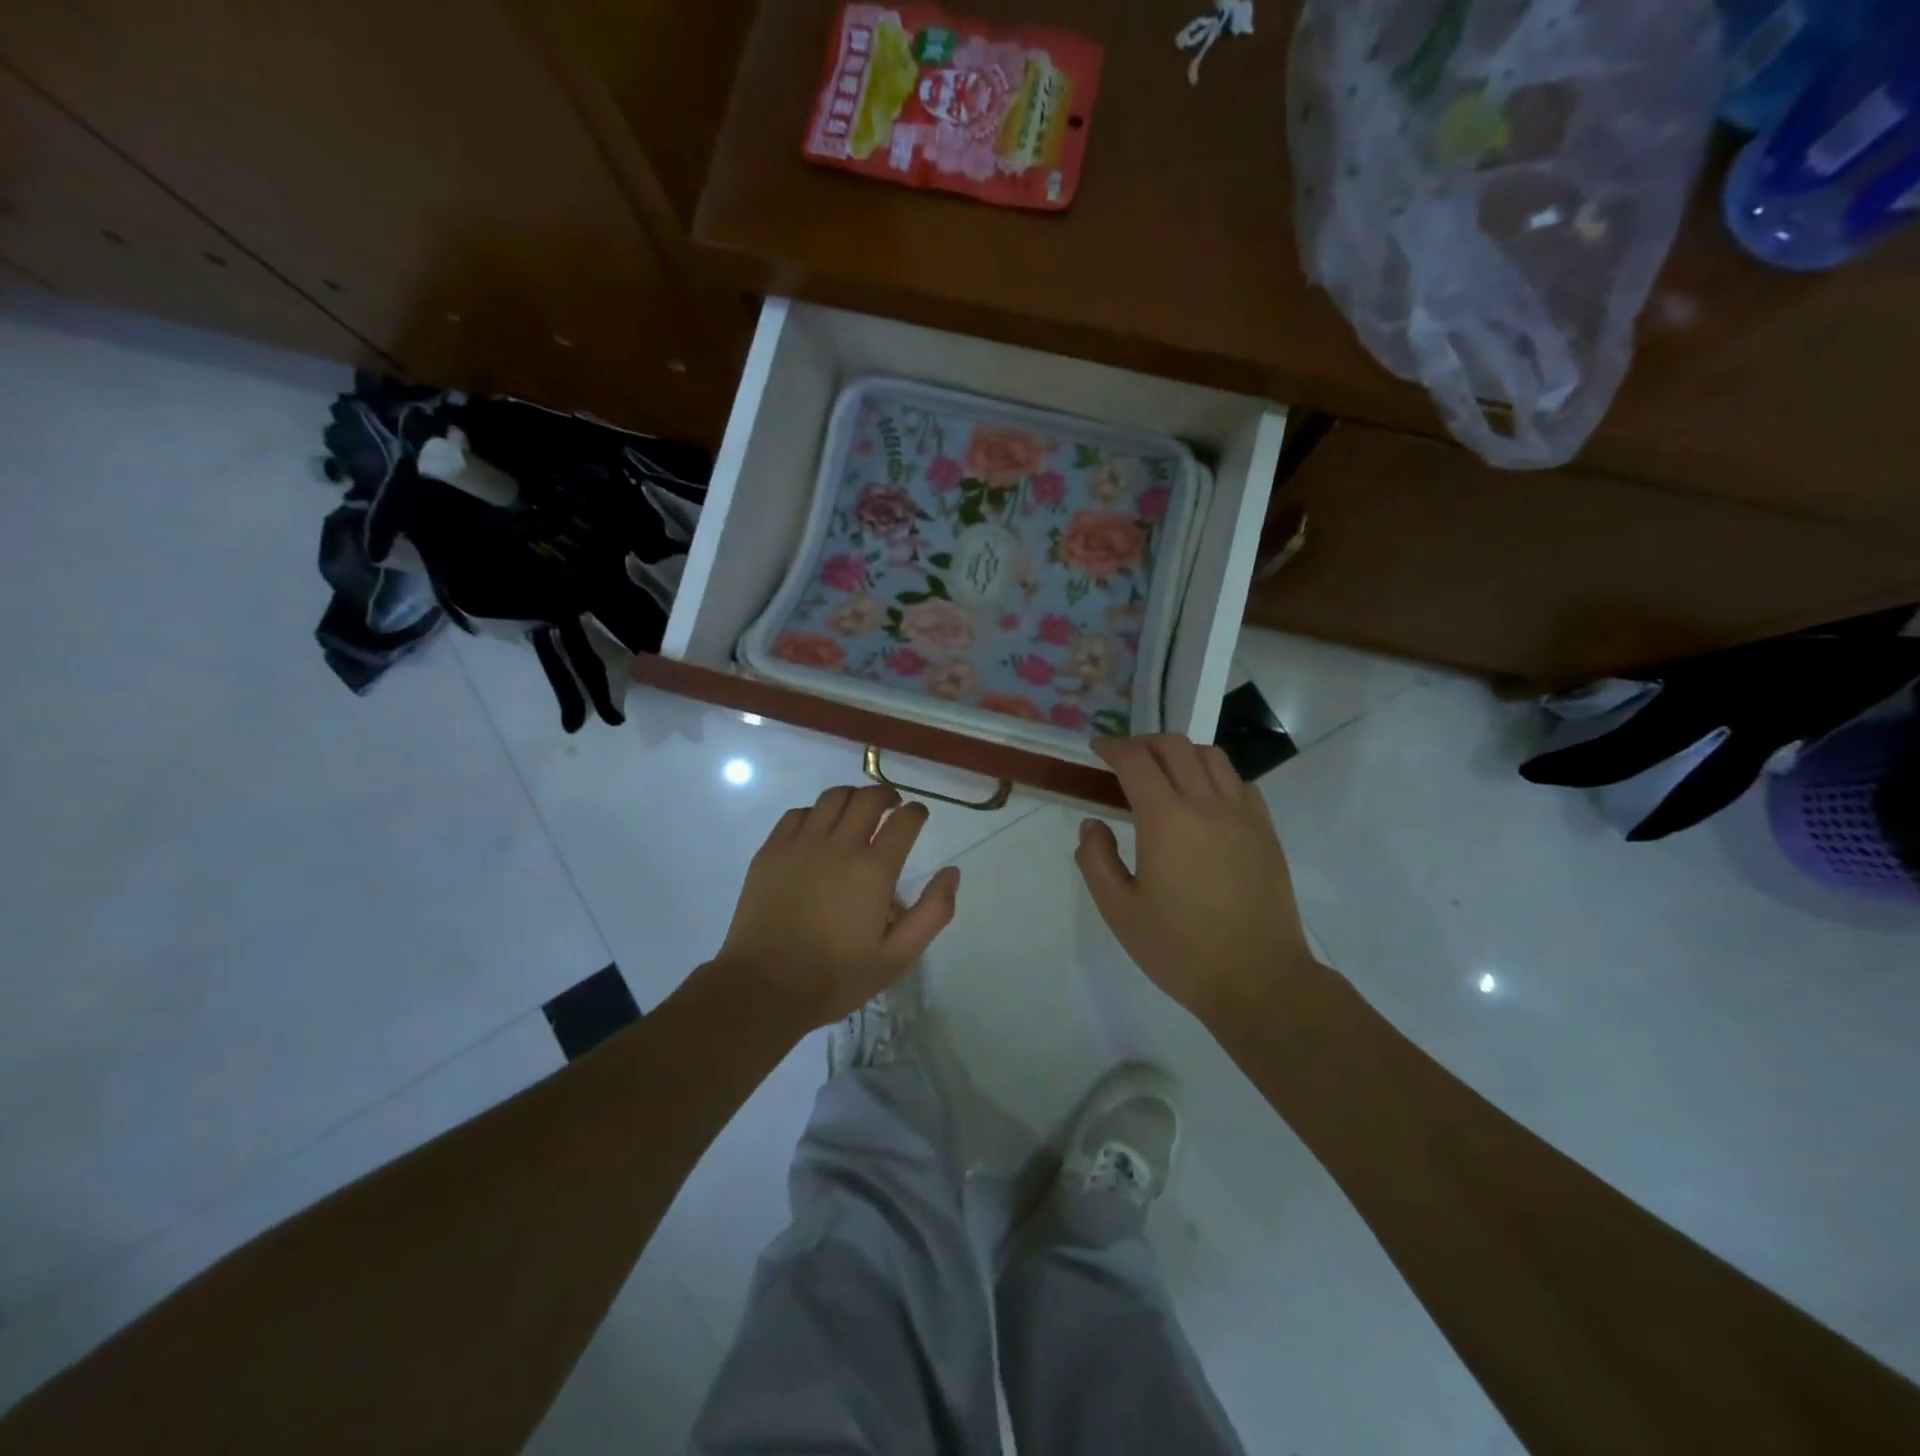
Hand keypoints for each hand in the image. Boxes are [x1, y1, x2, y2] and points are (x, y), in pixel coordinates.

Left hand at [715, 785, 960, 1029]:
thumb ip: (933, 912)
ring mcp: (800, 845)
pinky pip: (797, 814)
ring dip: (852, 798)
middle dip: (887, 795)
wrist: (764, 988)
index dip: (917, 812)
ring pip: (832, 798)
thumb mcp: (898, 956)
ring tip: (857, 812)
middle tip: (893, 806)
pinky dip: (815, 813)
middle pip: (868, 798)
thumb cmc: (837, 976)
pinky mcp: (771, 852)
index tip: (919, 816)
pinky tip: (818, 829)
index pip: (904, 820)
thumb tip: (951, 872)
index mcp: (874, 870)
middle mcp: (839, 846)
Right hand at [1076, 734, 1317, 1023]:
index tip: (1097, 749)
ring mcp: (1243, 815)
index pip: (1136, 762)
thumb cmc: (1180, 950)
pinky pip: (1239, 782)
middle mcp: (1207, 805)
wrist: (1258, 979)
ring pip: (1212, 756)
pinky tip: (1204, 799)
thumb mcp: (1119, 912)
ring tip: (1164, 772)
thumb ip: (1096, 860)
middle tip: (1125, 759)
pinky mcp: (1266, 831)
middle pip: (1175, 746)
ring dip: (1181, 753)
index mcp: (1166, 820)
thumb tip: (1093, 825)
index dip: (1112, 747)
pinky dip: (1214, 774)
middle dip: (1144, 743)